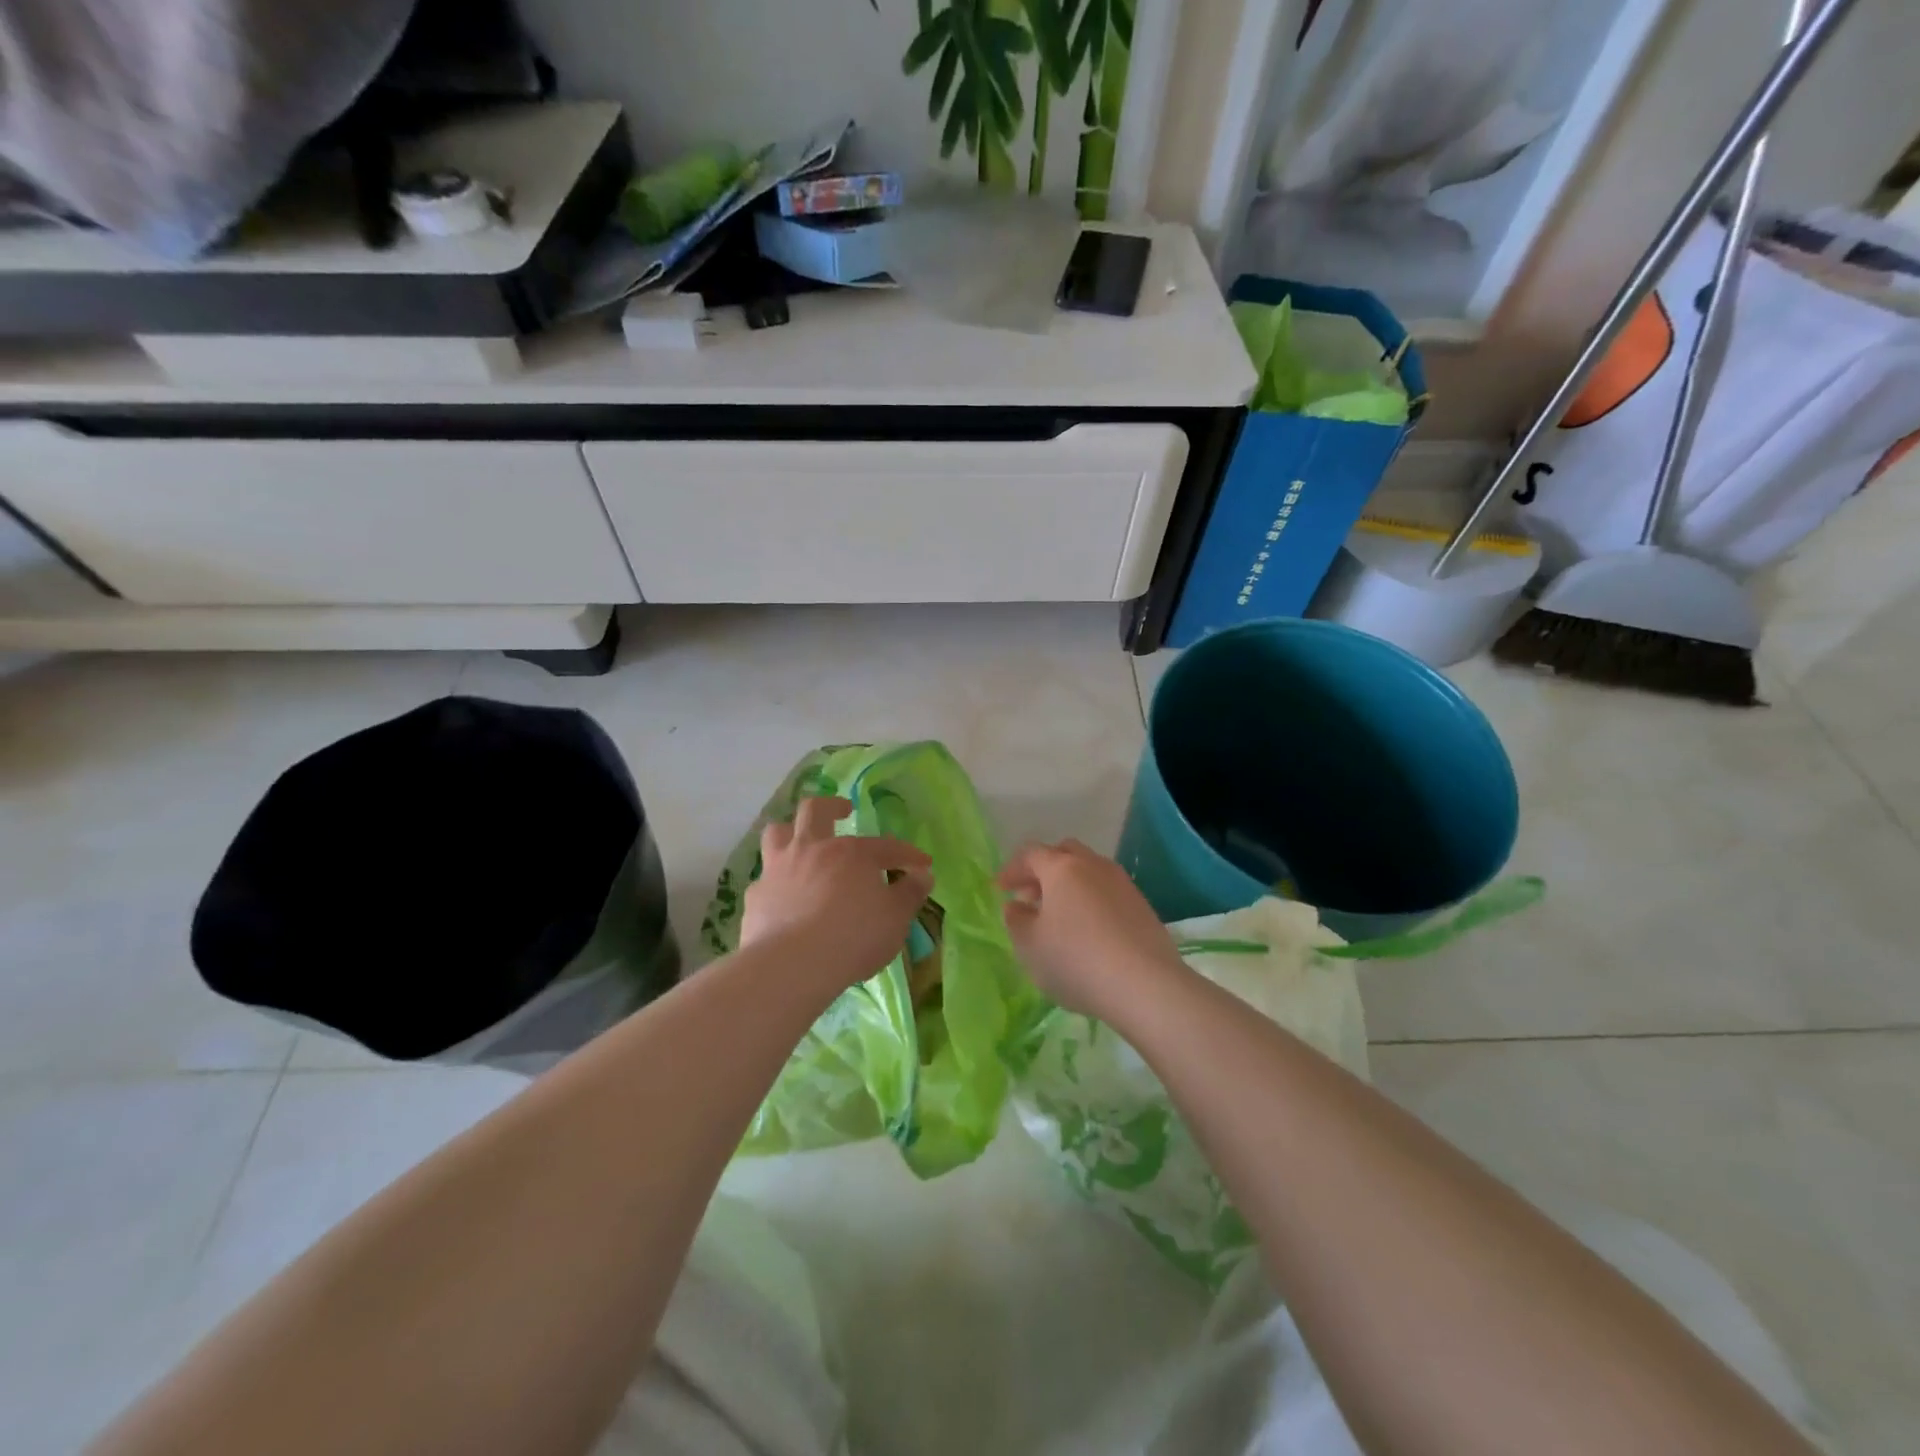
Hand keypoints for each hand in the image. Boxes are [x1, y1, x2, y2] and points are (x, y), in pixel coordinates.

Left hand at [741, 795, 934, 991]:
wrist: (792, 965)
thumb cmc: (854, 937)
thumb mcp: (896, 919)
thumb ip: (910, 894)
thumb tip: (922, 875)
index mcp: (850, 853)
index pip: (886, 846)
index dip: (907, 854)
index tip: (922, 865)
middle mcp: (811, 850)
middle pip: (815, 811)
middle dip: (832, 806)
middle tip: (844, 811)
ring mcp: (778, 870)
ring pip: (777, 832)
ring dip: (791, 831)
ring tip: (801, 841)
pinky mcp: (755, 897)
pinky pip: (765, 879)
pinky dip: (776, 882)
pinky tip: (783, 897)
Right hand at [998, 839, 1187, 1019]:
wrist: (1145, 985)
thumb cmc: (1076, 960)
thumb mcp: (1030, 946)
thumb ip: (1016, 921)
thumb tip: (1016, 905)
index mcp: (1062, 868)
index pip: (1030, 854)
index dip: (1011, 869)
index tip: (999, 889)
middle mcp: (1093, 865)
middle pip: (1064, 853)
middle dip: (1043, 870)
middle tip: (1030, 896)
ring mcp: (1122, 883)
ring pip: (1088, 871)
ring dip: (1068, 885)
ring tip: (1058, 917)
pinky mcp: (1141, 905)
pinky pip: (1107, 891)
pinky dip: (1091, 900)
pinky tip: (1088, 930)